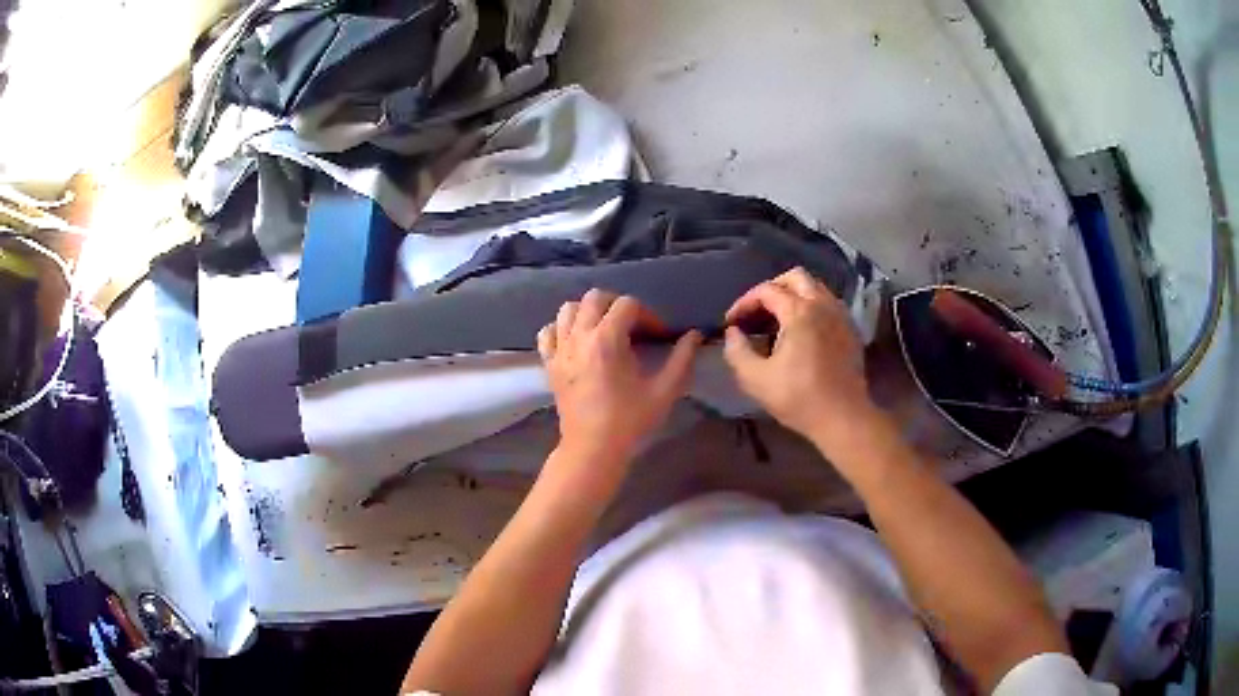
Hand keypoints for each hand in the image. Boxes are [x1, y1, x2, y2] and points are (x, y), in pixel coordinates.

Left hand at [538, 290, 701, 469]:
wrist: (593, 449)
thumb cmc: (630, 421)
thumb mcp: (664, 391)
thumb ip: (682, 359)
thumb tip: (694, 335)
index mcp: (607, 340)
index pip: (627, 305)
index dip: (647, 315)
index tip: (657, 336)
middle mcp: (579, 337)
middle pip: (594, 298)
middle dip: (617, 305)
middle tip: (633, 326)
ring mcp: (560, 350)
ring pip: (567, 309)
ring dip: (588, 312)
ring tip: (604, 329)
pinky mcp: (549, 364)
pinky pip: (548, 332)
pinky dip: (561, 328)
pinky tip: (576, 341)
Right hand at [723, 268, 886, 454]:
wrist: (843, 417)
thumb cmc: (799, 398)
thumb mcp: (756, 379)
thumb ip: (737, 351)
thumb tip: (733, 333)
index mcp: (799, 312)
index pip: (766, 290)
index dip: (744, 302)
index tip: (732, 322)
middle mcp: (822, 304)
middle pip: (795, 277)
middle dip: (771, 288)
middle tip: (757, 311)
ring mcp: (840, 315)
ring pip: (815, 288)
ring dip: (793, 295)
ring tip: (778, 319)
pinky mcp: (850, 329)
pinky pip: (828, 304)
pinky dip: (811, 307)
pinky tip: (802, 331)